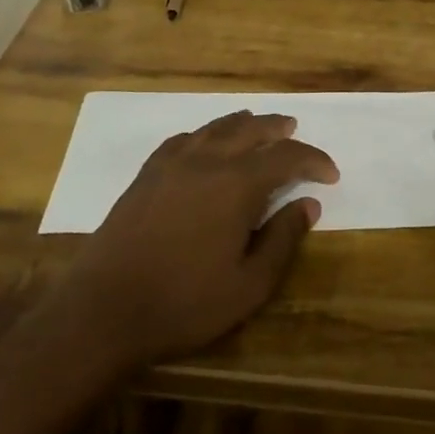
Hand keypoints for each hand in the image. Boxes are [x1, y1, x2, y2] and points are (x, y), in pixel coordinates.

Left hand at [49, 111, 337, 371]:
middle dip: (276, 129)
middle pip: (249, 130)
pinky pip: (183, 140)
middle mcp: (207, 161)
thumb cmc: (184, 303)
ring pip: (215, 128)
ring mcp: (172, 164)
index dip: (313, 161)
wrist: (105, 309)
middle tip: (294, 130)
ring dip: (242, 123)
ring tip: (257, 123)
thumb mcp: (248, 285)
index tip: (330, 174)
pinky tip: (205, 142)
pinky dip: (204, 135)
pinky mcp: (146, 174)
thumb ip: (283, 240)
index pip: (286, 158)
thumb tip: (308, 205)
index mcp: (237, 184)